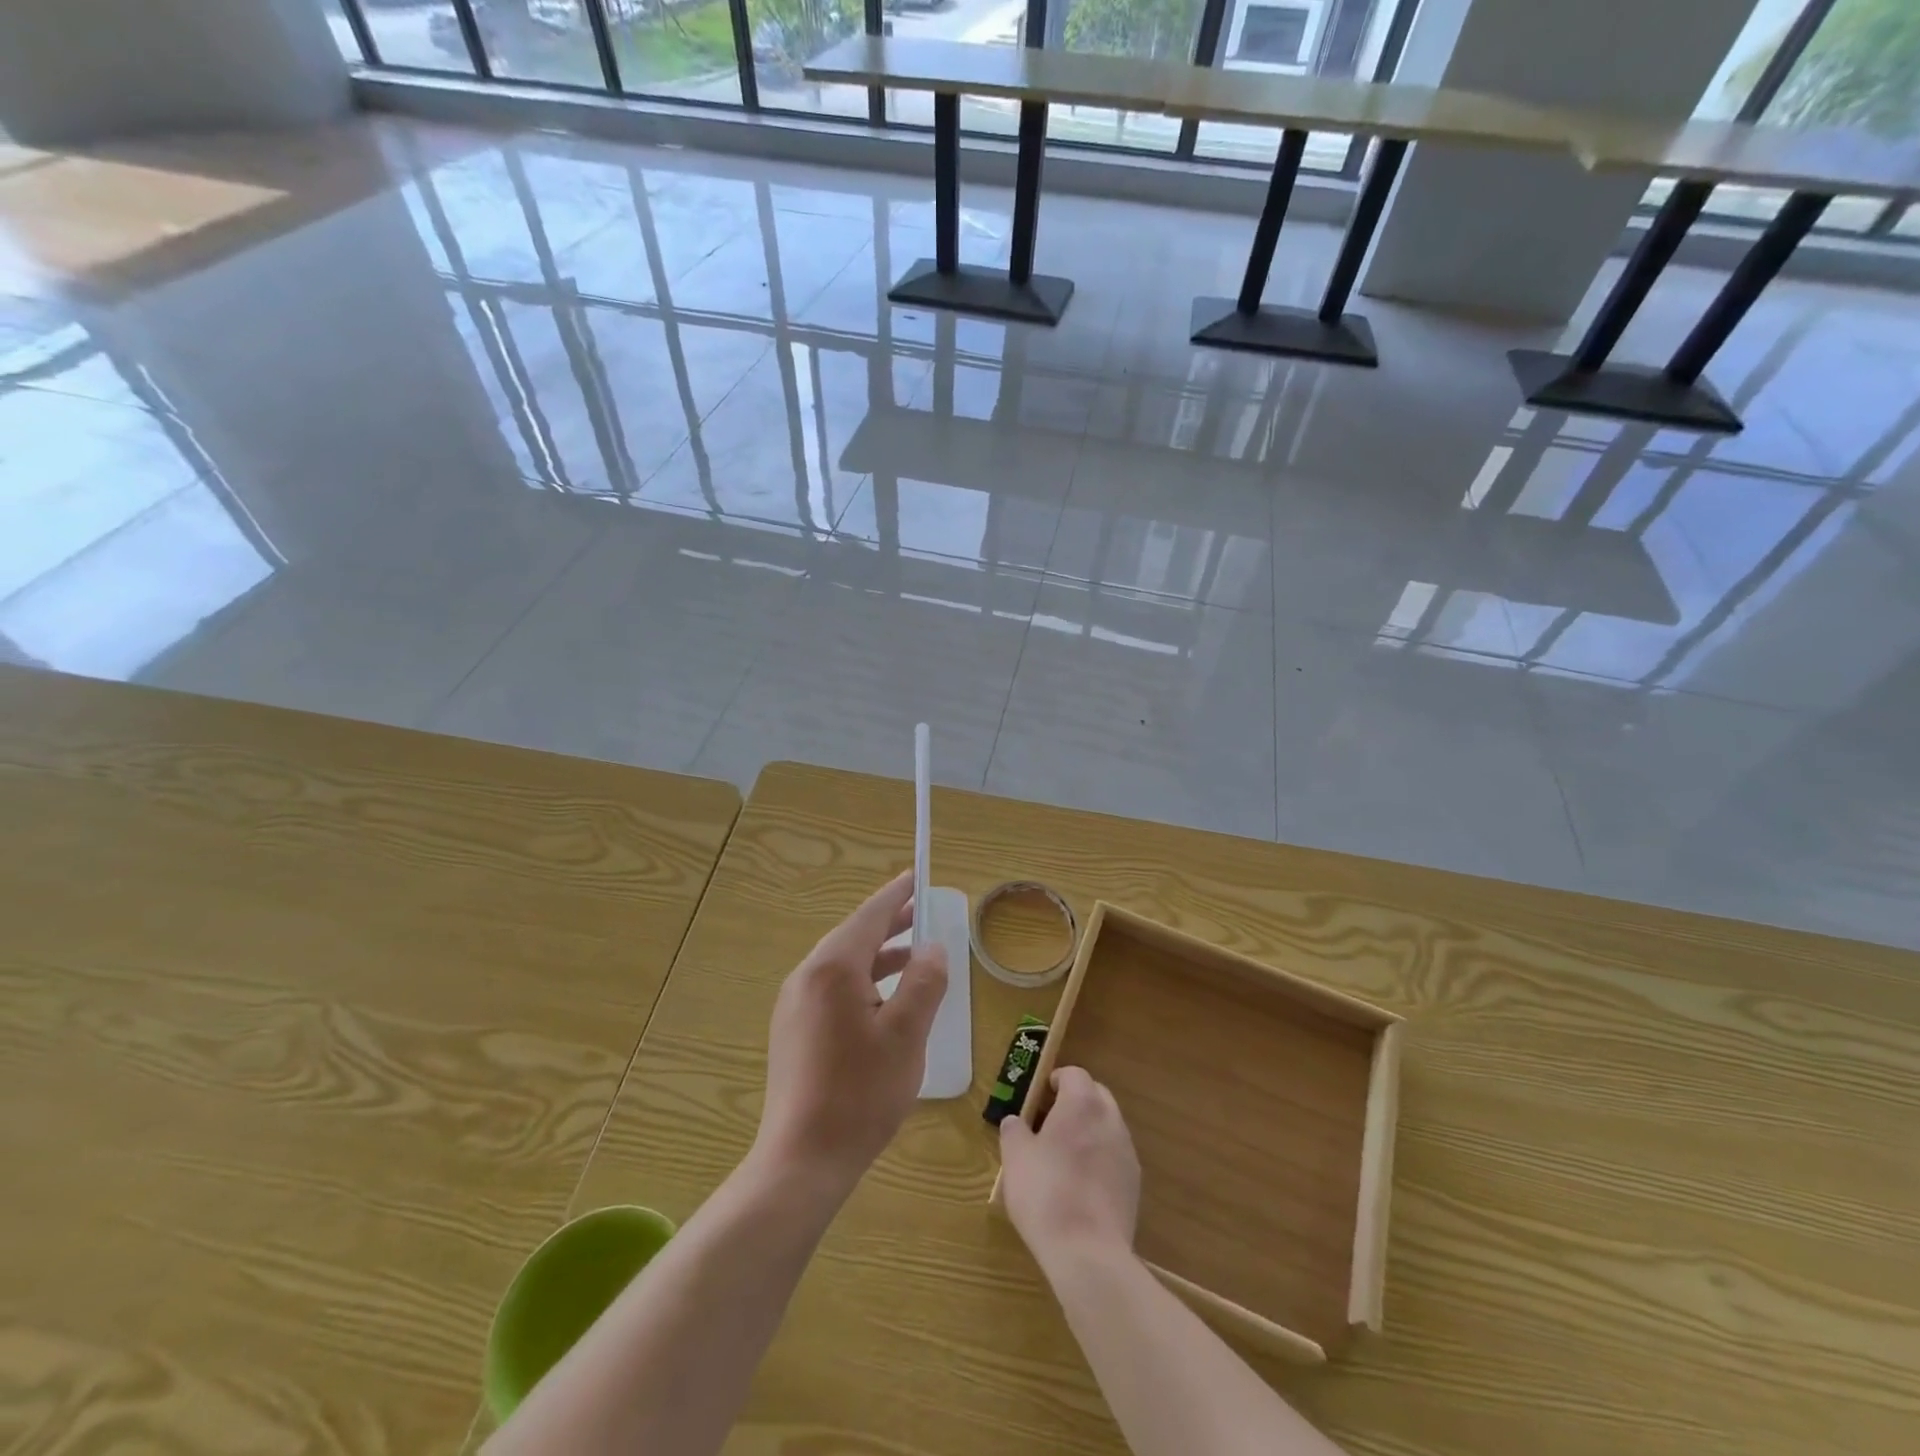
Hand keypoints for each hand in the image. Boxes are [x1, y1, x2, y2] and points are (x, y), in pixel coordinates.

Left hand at [753, 871, 948, 1196]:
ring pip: (842, 965)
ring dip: (878, 956)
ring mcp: (795, 1005)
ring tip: (914, 956)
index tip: (915, 877)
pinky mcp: (793, 1030)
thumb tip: (931, 948)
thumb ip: (924, 982)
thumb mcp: (907, 1034)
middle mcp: (807, 977)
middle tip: (922, 913)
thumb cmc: (861, 1093)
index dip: (895, 896)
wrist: (803, 1159)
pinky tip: (885, 1000)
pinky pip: (832, 989)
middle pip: (853, 937)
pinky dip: (862, 981)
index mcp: (833, 969)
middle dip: (889, 925)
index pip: (869, 917)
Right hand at [999, 1067, 1140, 1268]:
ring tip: (1064, 1156)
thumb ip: (1014, 1131)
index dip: (1056, 1080)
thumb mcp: (1015, 1158)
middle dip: (1075, 1102)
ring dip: (1089, 1130)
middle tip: (1050, 1122)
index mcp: (1082, 1103)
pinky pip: (1115, 1156)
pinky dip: (1100, 1159)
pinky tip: (1081, 1185)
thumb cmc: (1045, 1193)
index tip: (1040, 1097)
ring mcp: (1127, 1151)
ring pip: (1107, 1125)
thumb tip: (1015, 1122)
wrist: (1088, 1253)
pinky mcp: (1134, 1183)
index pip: (1074, 1073)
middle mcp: (1110, 1119)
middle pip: (1095, 1095)